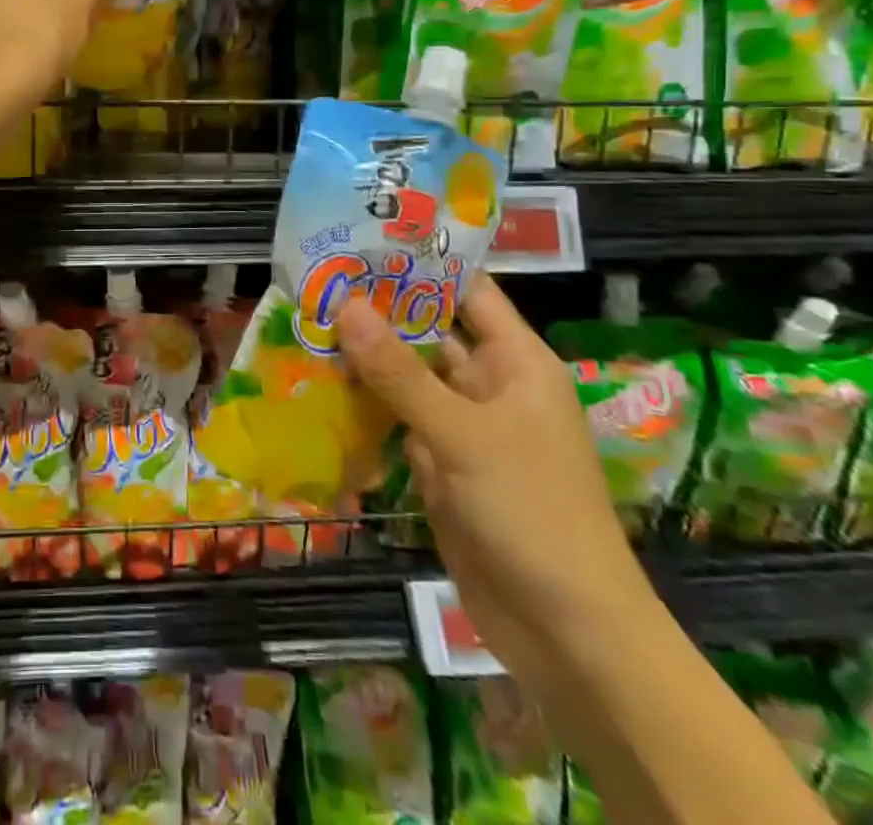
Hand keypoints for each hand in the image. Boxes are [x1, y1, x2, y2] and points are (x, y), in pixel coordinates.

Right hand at [337, 277, 657, 686]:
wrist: (567, 632)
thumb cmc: (530, 512)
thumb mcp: (461, 434)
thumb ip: (399, 371)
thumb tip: (345, 304)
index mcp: (516, 361)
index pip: (467, 291)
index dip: (420, 263)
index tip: (363, 239)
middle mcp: (491, 385)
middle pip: (429, 332)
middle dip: (378, 310)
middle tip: (316, 279)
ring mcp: (465, 426)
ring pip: (408, 376)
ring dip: (365, 357)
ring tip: (306, 321)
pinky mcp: (443, 464)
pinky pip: (399, 419)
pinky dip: (366, 404)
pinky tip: (320, 383)